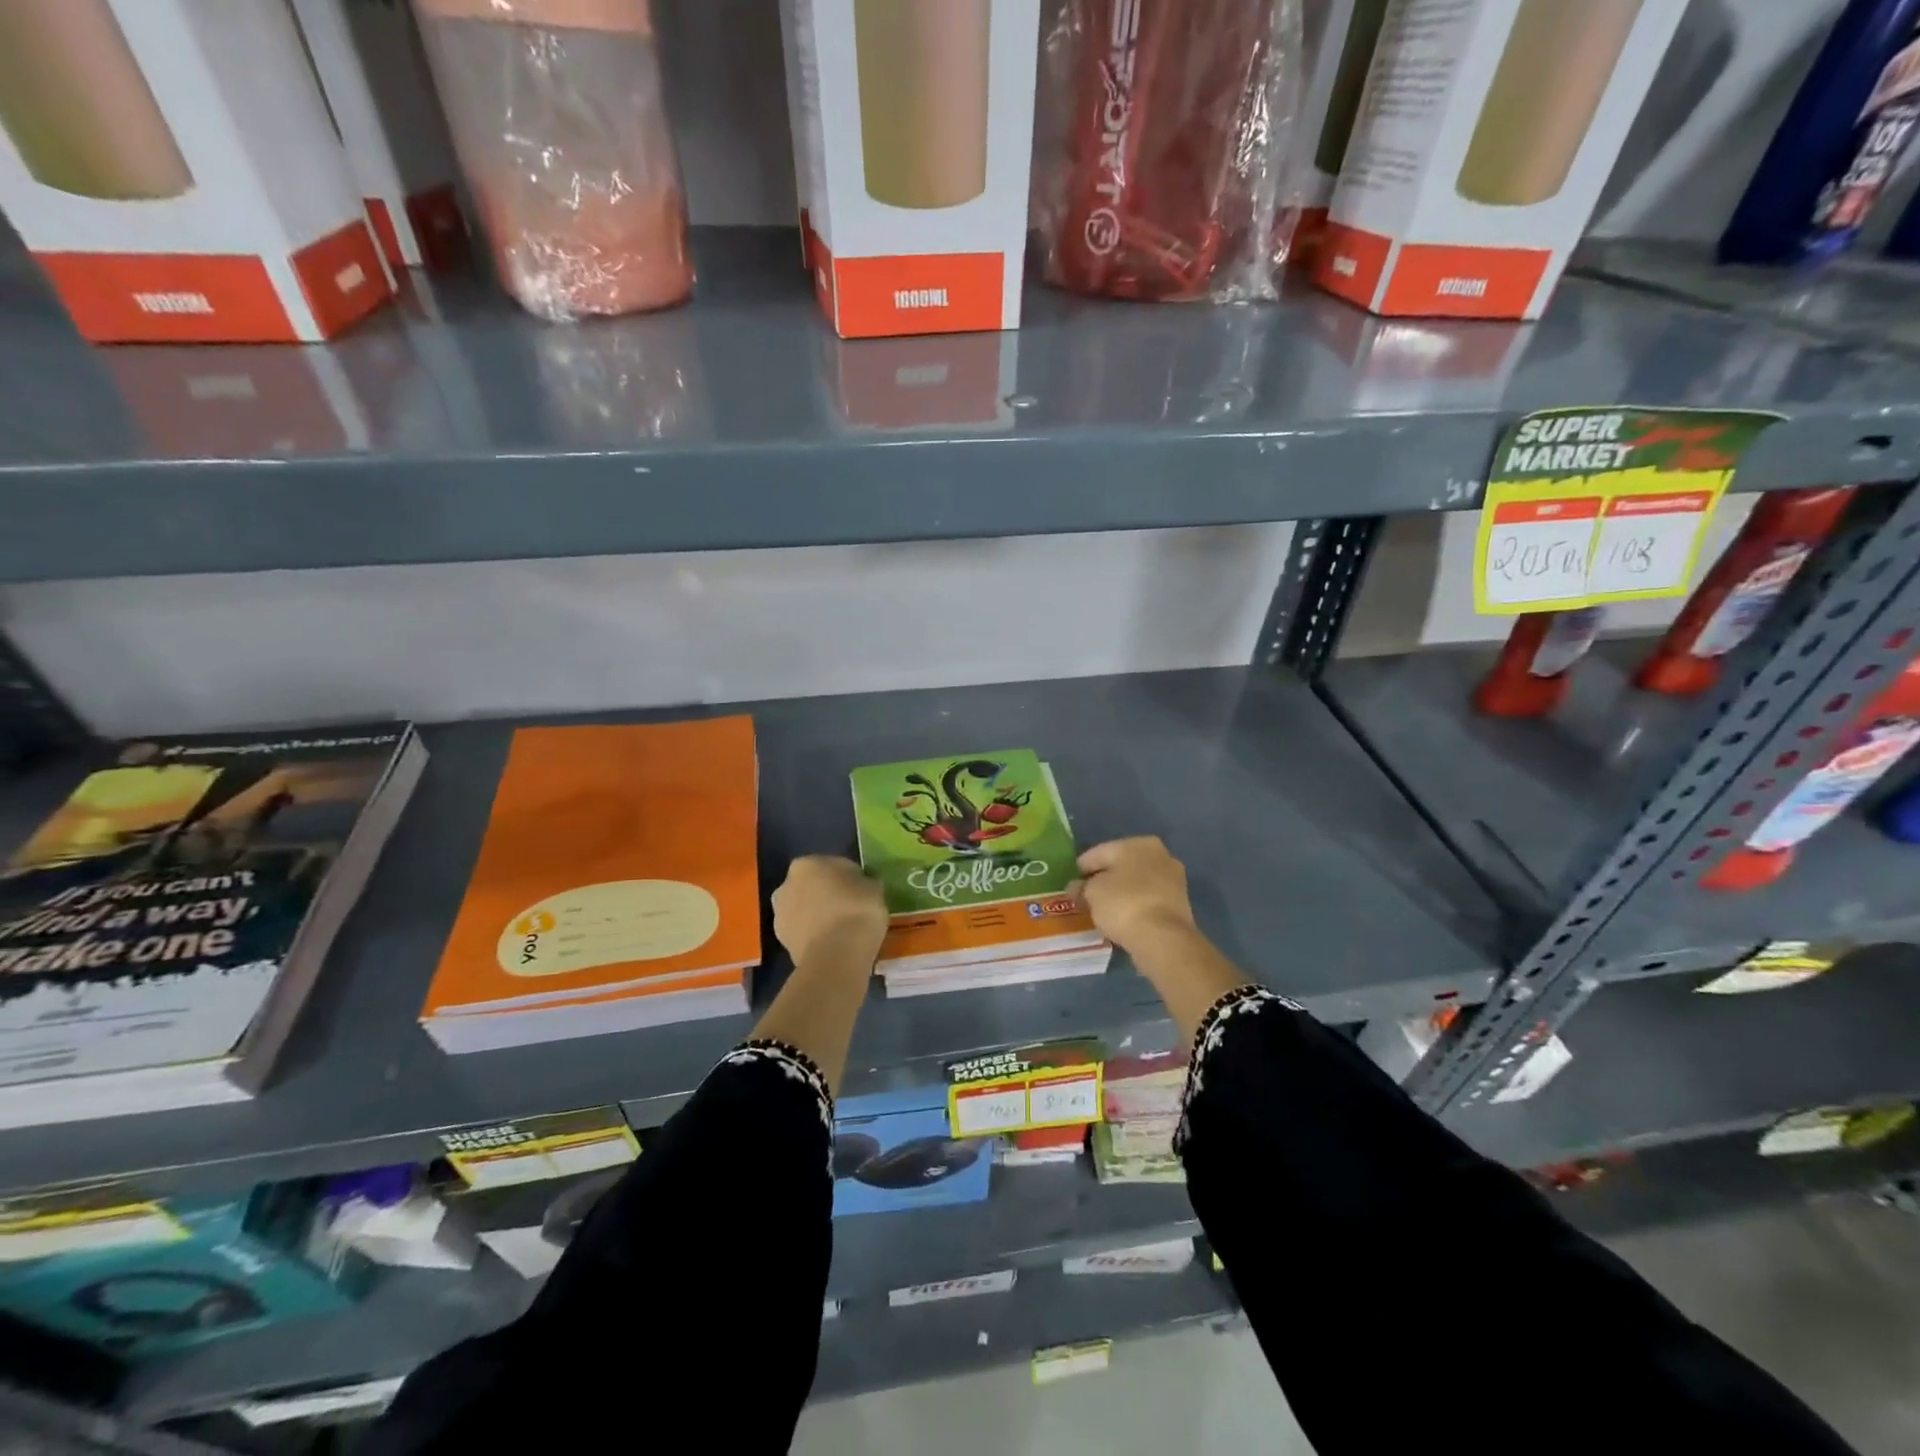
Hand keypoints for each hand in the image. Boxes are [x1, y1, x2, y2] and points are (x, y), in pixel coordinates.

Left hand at [772, 856, 886, 968]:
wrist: (837, 955)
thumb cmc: (857, 910)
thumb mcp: (874, 888)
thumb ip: (864, 883)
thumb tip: (863, 885)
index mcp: (807, 864)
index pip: (832, 865)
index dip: (849, 878)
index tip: (862, 891)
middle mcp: (786, 885)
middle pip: (812, 887)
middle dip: (827, 896)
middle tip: (850, 909)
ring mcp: (780, 915)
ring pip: (805, 911)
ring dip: (818, 916)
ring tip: (842, 930)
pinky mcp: (782, 943)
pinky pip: (804, 933)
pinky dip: (815, 937)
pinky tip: (833, 945)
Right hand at [1073, 837, 1197, 954]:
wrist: (1163, 939)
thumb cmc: (1124, 904)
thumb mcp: (1091, 893)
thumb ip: (1082, 887)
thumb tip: (1077, 887)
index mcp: (1138, 843)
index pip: (1099, 852)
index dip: (1081, 869)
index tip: (1070, 885)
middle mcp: (1160, 854)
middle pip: (1121, 866)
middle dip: (1103, 879)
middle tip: (1085, 897)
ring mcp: (1173, 879)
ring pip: (1136, 883)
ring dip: (1120, 893)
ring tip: (1101, 910)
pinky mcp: (1179, 904)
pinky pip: (1147, 900)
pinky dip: (1134, 906)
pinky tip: (1121, 918)